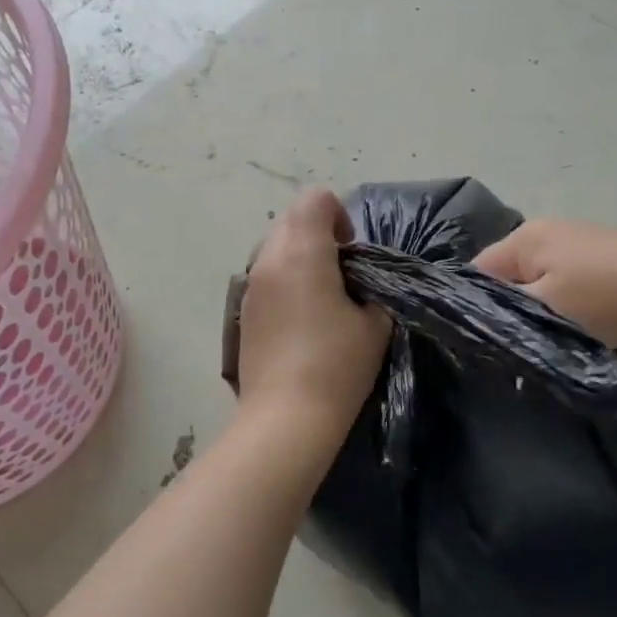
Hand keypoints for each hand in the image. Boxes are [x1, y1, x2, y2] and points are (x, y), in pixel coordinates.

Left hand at [237, 188, 389, 449]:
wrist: (286, 418)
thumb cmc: (337, 365)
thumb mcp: (374, 323)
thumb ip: (372, 288)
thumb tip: (359, 284)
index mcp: (303, 252)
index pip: (315, 199)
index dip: (340, 215)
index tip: (352, 251)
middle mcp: (269, 259)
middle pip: (291, 217)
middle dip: (319, 232)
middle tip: (341, 271)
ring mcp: (250, 285)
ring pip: (274, 245)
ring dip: (300, 254)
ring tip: (321, 295)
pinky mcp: (242, 310)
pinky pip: (265, 274)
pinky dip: (285, 279)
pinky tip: (301, 318)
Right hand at [473, 219, 616, 348]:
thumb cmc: (605, 299)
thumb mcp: (545, 310)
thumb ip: (505, 314)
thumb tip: (480, 320)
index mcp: (525, 237)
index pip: (478, 271)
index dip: (474, 306)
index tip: (483, 340)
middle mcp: (547, 229)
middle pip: (510, 274)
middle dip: (510, 307)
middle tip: (515, 345)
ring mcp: (579, 240)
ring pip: (541, 279)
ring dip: (541, 307)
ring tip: (549, 339)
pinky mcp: (605, 256)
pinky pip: (568, 281)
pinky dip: (568, 302)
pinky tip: (580, 324)